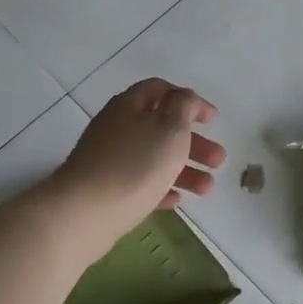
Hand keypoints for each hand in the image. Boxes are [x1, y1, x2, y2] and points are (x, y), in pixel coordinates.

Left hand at [50, 79, 225, 243]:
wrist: (84, 213)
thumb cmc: (135, 164)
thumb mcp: (170, 127)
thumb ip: (184, 106)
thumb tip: (184, 98)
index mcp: (130, 105)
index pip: (161, 90)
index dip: (190, 101)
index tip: (213, 119)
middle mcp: (117, 127)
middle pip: (160, 127)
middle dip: (193, 142)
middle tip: (218, 159)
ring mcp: (108, 159)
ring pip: (153, 157)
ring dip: (184, 169)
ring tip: (207, 188)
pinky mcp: (105, 189)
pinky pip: (139, 183)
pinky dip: (161, 187)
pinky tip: (176, 200)